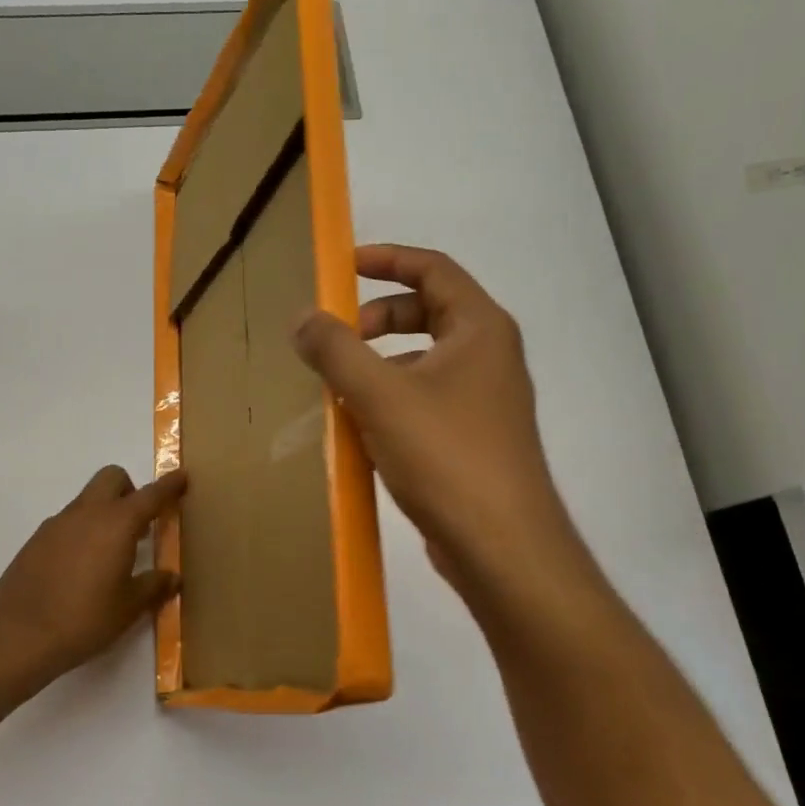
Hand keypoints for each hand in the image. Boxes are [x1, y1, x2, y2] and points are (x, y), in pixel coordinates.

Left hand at [0, 466, 186, 686]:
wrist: (18, 636)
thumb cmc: (84, 619)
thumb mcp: (128, 607)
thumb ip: (154, 586)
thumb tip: (172, 577)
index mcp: (116, 523)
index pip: (150, 495)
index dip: (169, 485)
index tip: (182, 476)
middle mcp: (86, 513)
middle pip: (112, 478)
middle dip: (130, 490)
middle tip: (139, 525)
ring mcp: (57, 524)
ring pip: (87, 500)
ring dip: (104, 513)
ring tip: (110, 555)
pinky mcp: (36, 540)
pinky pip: (67, 522)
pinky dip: (82, 532)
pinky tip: (80, 569)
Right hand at [294, 244, 584, 600]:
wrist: (502, 546)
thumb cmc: (446, 455)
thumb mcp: (380, 395)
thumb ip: (336, 350)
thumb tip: (302, 318)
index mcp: (479, 329)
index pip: (433, 269)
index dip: (386, 259)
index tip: (342, 267)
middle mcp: (489, 356)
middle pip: (427, 312)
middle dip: (375, 318)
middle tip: (336, 339)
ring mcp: (485, 400)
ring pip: (423, 360)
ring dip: (379, 364)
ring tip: (339, 388)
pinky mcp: (473, 439)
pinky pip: (425, 400)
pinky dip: (391, 400)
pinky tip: (361, 430)